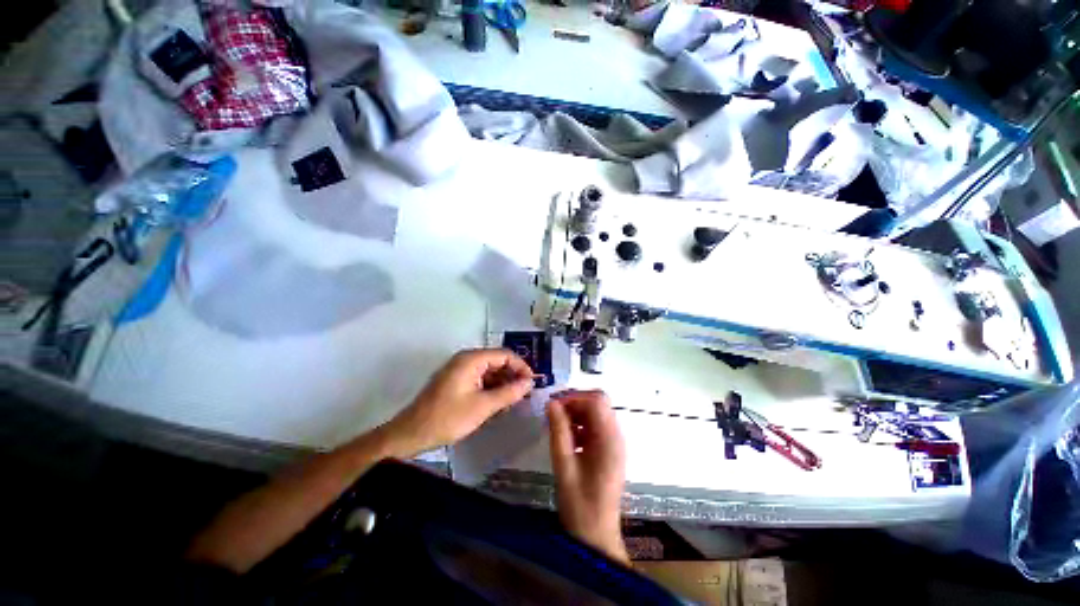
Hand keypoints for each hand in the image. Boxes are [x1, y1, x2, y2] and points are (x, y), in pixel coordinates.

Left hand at [385, 349, 533, 454]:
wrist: (412, 434)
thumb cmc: (448, 418)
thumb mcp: (483, 406)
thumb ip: (509, 392)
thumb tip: (529, 383)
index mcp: (472, 359)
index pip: (505, 355)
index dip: (521, 367)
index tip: (532, 384)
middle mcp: (467, 359)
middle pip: (498, 361)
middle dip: (513, 376)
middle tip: (524, 394)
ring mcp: (460, 370)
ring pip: (490, 371)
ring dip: (503, 383)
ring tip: (513, 401)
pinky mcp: (457, 381)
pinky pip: (480, 379)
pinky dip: (491, 388)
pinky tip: (498, 403)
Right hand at [547, 390, 628, 564]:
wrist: (596, 536)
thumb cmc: (579, 504)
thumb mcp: (564, 465)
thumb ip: (558, 431)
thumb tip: (551, 403)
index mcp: (609, 439)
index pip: (596, 401)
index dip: (574, 397)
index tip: (553, 404)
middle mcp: (616, 436)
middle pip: (598, 404)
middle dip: (575, 403)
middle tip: (553, 413)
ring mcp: (614, 443)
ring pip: (597, 414)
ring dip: (577, 414)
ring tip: (557, 426)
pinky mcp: (610, 451)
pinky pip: (596, 427)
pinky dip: (581, 425)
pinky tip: (567, 439)